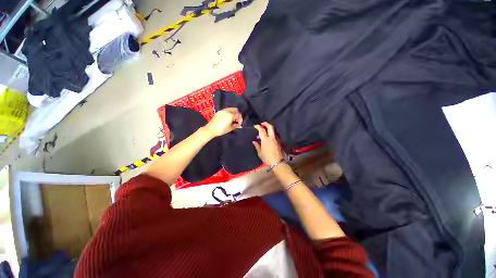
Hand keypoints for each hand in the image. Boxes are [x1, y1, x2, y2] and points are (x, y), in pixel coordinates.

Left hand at [204, 108, 242, 137]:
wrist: (210, 129)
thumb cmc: (221, 129)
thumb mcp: (230, 128)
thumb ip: (236, 126)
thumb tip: (239, 125)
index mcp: (231, 115)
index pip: (238, 115)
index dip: (240, 119)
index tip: (239, 124)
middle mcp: (227, 111)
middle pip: (235, 110)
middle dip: (237, 115)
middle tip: (236, 120)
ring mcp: (222, 110)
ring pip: (231, 109)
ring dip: (233, 113)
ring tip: (232, 119)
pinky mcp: (219, 112)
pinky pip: (226, 110)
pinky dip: (229, 113)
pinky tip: (228, 118)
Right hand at [252, 122, 285, 164]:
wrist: (278, 163)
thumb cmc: (267, 158)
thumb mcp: (260, 153)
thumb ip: (257, 146)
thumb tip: (254, 141)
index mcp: (266, 140)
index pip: (261, 130)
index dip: (258, 127)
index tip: (255, 126)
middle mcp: (272, 137)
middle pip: (270, 127)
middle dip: (266, 124)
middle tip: (262, 124)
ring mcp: (276, 139)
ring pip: (273, 131)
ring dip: (268, 130)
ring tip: (263, 134)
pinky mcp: (279, 142)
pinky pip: (274, 136)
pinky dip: (271, 135)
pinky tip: (268, 139)